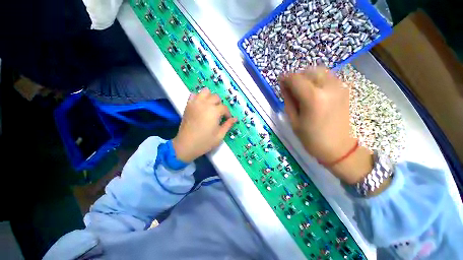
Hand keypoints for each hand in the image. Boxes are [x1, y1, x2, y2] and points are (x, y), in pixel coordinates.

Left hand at [172, 88, 236, 161]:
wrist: (186, 145)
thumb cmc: (205, 141)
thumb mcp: (220, 135)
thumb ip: (228, 125)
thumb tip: (235, 119)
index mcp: (214, 111)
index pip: (224, 108)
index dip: (228, 114)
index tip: (227, 119)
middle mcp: (205, 104)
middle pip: (216, 97)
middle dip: (220, 104)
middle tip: (219, 114)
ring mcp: (195, 103)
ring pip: (205, 91)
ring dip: (210, 97)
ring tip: (210, 106)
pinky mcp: (188, 105)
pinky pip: (194, 95)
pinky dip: (198, 97)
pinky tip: (200, 105)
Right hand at [280, 67, 372, 183]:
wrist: (338, 147)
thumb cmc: (311, 138)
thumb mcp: (293, 120)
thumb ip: (288, 100)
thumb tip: (284, 85)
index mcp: (313, 98)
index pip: (295, 79)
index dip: (285, 79)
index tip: (280, 82)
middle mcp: (328, 87)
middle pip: (308, 71)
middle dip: (296, 77)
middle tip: (290, 88)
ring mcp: (339, 87)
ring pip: (319, 71)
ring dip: (307, 77)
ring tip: (301, 90)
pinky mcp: (344, 90)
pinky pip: (327, 77)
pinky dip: (317, 80)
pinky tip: (313, 92)